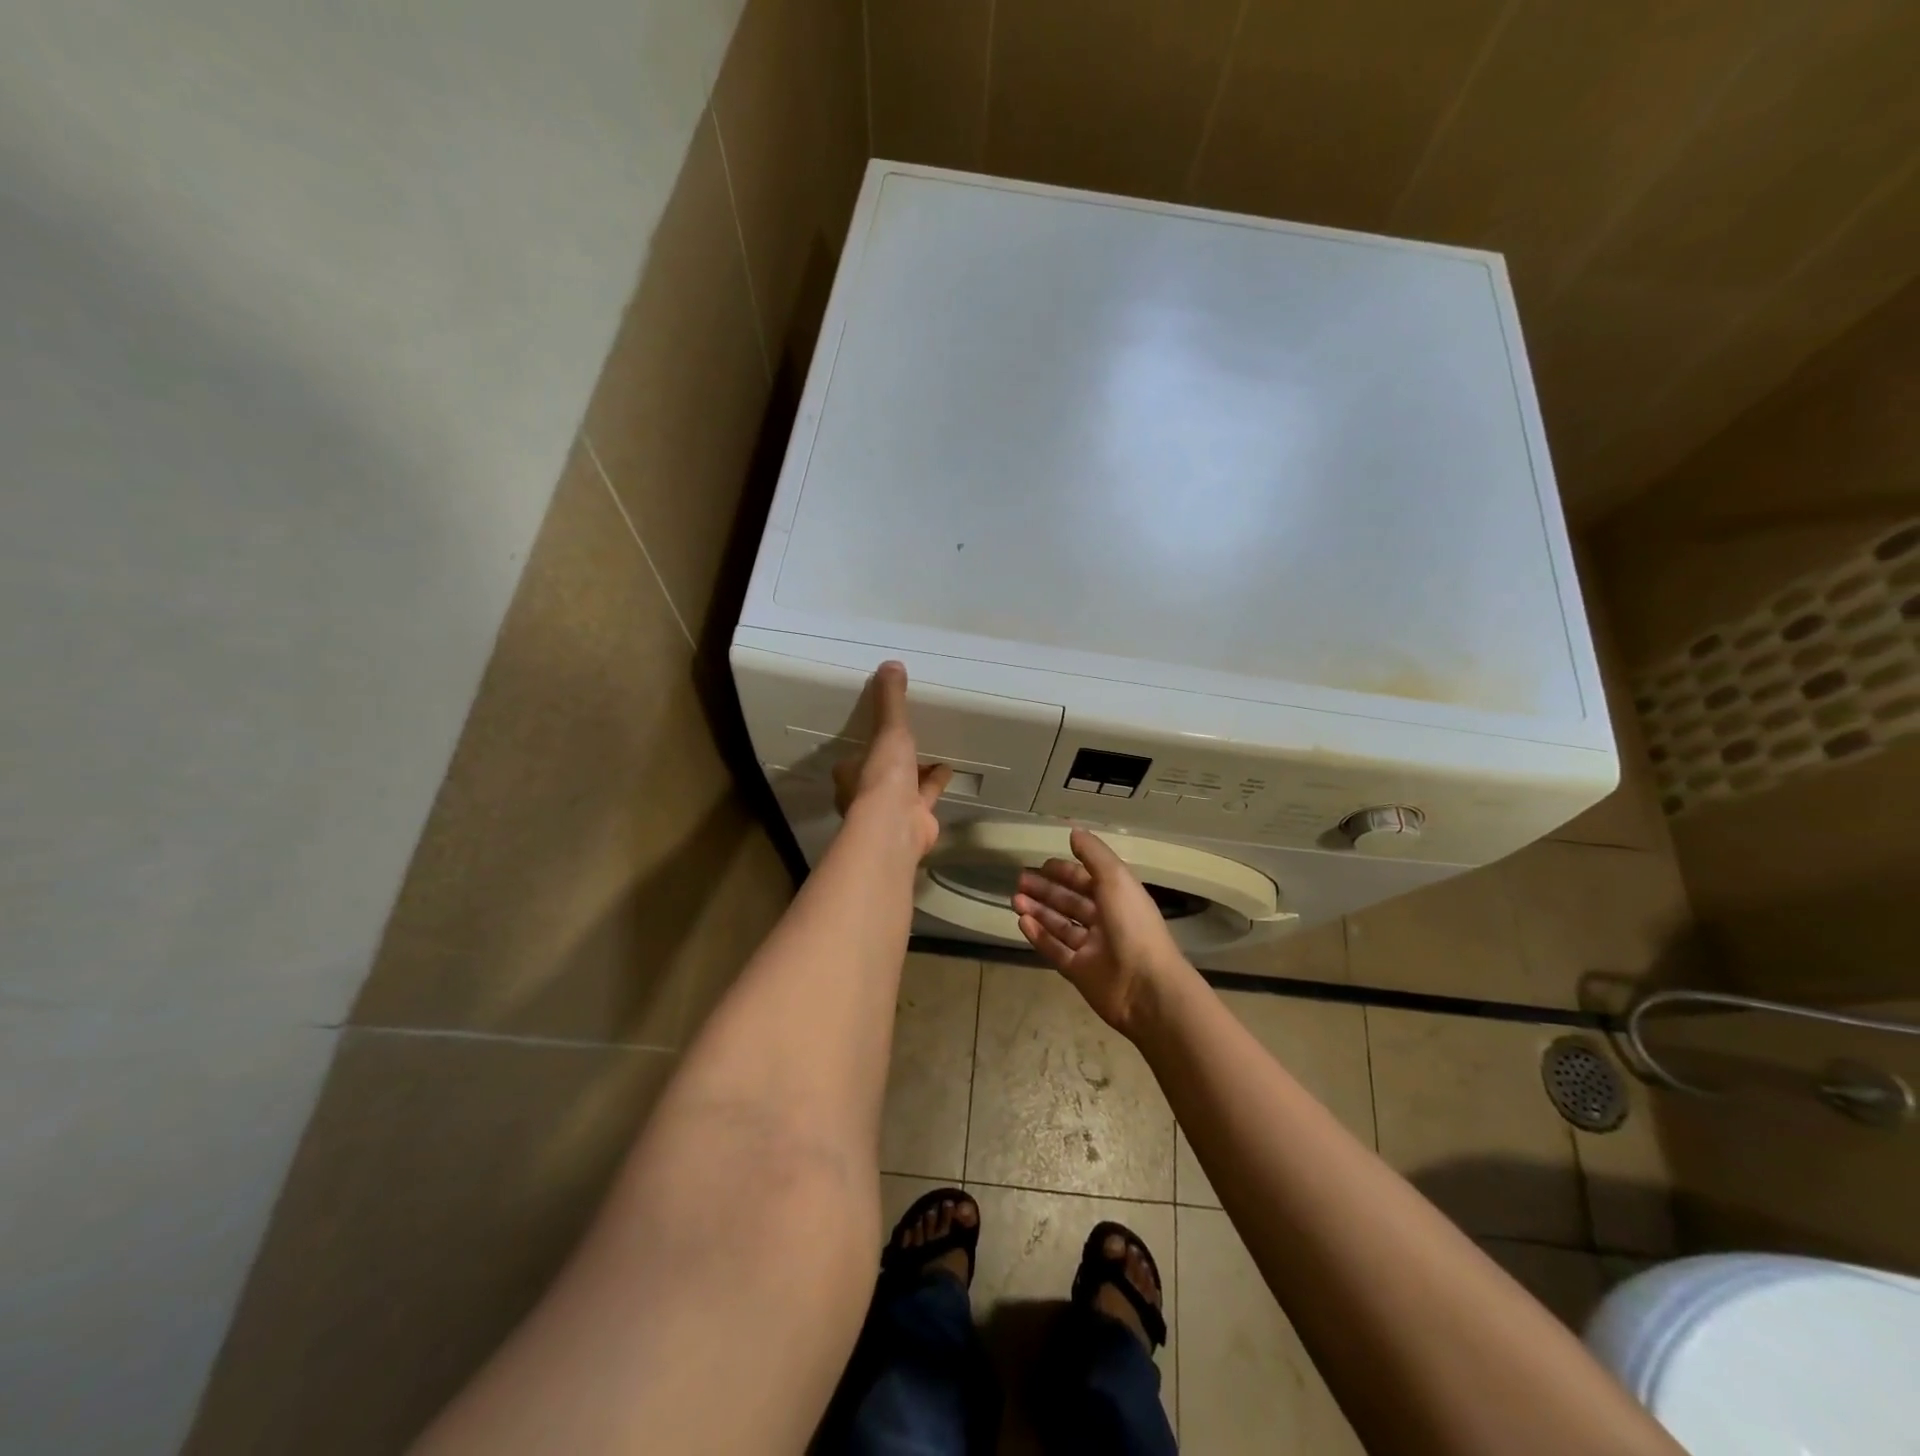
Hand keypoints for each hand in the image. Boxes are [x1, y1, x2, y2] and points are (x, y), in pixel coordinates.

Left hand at [831, 661, 951, 857]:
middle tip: (908, 742)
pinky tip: (949, 770)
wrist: (896, 827)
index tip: (878, 732)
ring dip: (916, 773)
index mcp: (850, 773)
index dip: (866, 746)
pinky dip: (935, 784)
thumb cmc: (883, 777)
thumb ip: (890, 700)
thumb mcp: (888, 731)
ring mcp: (890, 812)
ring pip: (904, 788)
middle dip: (893, 762)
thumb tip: (890, 664)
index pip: (855, 758)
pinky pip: (926, 798)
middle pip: (879, 774)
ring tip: (934, 752)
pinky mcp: (914, 822)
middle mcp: (865, 794)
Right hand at [1012, 828, 1188, 1036]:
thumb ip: (1093, 855)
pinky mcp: (1079, 972)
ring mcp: (1092, 948)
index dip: (1065, 871)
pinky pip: (1055, 950)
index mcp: (1118, 898)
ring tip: (1015, 900)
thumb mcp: (1116, 879)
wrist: (1145, 987)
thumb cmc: (1133, 926)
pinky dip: (1038, 936)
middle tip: (1019, 881)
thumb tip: (1073, 831)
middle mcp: (1105, 921)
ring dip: (1038, 910)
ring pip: (1060, 925)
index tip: (1041, 864)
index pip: (1088, 880)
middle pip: (1070, 902)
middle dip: (1046, 890)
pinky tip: (1022, 922)